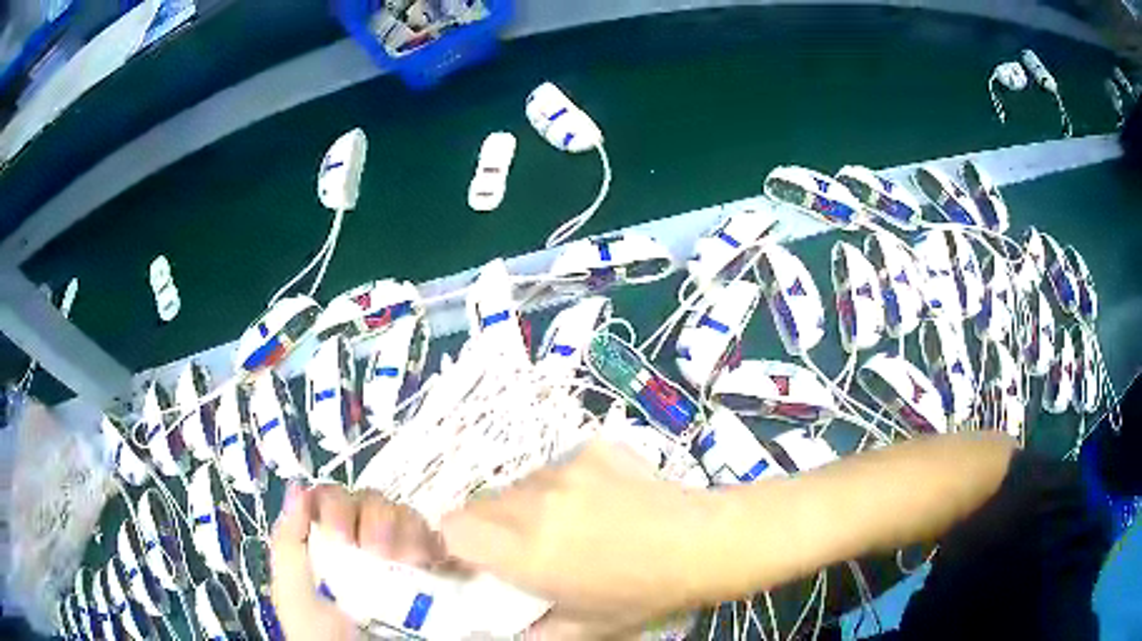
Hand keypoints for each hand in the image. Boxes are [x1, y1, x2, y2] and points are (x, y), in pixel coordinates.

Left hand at [269, 482, 443, 640]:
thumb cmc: (322, 635)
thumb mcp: (292, 593)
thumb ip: (288, 543)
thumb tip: (296, 487)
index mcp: (323, 541)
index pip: (331, 498)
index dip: (335, 506)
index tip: (340, 536)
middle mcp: (360, 541)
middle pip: (370, 501)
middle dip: (373, 518)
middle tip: (375, 551)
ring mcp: (395, 554)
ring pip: (402, 514)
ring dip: (402, 528)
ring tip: (402, 559)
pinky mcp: (427, 570)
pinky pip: (433, 539)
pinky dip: (430, 542)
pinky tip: (424, 560)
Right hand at [441, 440, 716, 636]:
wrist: (704, 544)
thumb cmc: (643, 595)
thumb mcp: (581, 628)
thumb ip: (525, 631)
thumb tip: (490, 628)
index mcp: (526, 551)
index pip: (451, 526)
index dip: (453, 542)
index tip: (473, 559)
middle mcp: (536, 502)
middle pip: (481, 503)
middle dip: (490, 527)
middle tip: (525, 549)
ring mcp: (565, 469)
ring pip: (518, 484)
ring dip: (526, 506)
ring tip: (569, 525)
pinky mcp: (592, 448)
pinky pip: (555, 467)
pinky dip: (562, 486)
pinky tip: (599, 502)